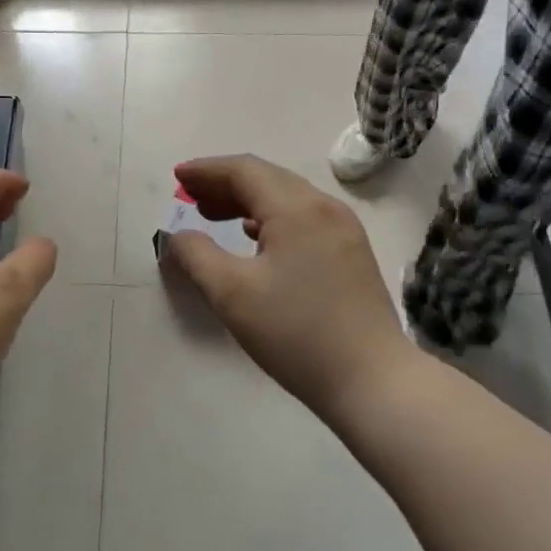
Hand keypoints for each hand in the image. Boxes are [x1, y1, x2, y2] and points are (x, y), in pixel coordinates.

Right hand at [158, 155, 412, 421]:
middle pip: (267, 179)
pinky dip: (271, 219)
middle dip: (224, 184)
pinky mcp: (351, 253)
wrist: (372, 380)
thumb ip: (196, 256)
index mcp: (296, 208)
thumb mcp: (232, 294)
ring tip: (213, 216)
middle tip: (189, 197)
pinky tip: (254, 237)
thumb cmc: (296, 332)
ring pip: (287, 199)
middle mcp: (324, 207)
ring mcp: (344, 230)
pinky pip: (303, 219)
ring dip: (247, 201)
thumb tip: (178, 236)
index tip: (177, 176)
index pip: (244, 171)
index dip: (206, 170)